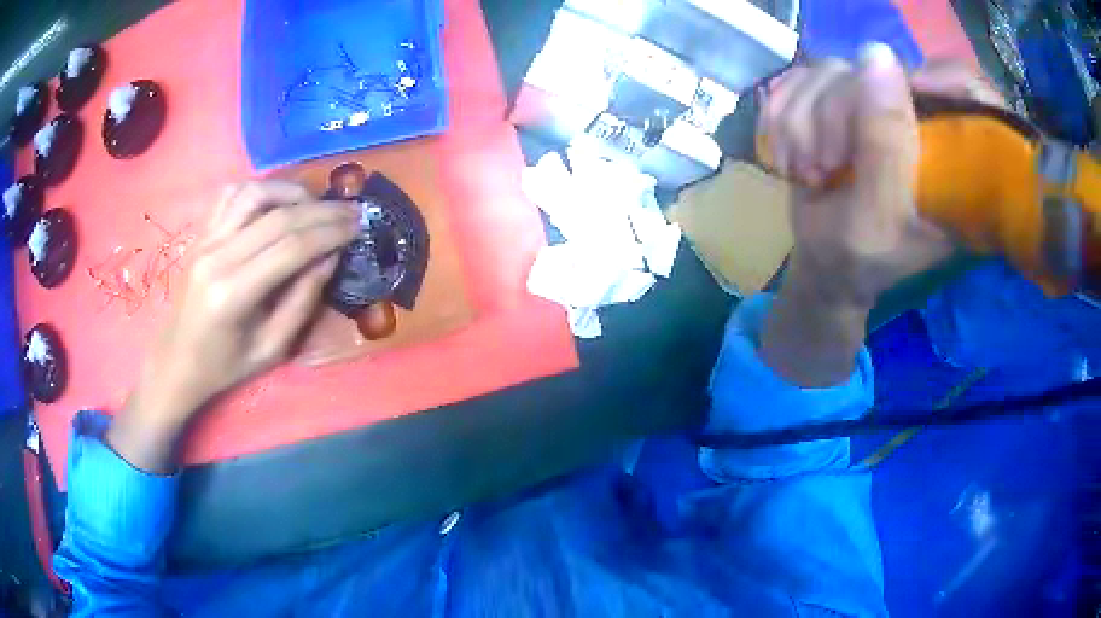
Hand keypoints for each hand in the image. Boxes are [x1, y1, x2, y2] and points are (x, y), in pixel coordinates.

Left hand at [109, 181, 359, 471]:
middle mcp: (217, 256)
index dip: (330, 232)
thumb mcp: (272, 349)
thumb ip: (302, 302)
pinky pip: (231, 194)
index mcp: (233, 293)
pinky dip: (260, 188)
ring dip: (292, 191)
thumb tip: (330, 257)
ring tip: (315, 204)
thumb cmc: (224, 366)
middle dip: (322, 210)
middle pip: (278, 215)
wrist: (176, 362)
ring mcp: (205, 239)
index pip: (291, 247)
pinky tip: (278, 200)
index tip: (359, 225)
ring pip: (254, 192)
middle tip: (352, 211)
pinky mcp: (201, 233)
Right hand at [759, 46, 994, 385]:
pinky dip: (783, 116)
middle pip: (867, 71)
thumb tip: (878, 55)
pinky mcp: (836, 101)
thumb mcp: (878, 215)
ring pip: (826, 71)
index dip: (905, 82)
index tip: (867, 117)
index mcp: (949, 153)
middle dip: (829, 118)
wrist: (824, 267)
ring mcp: (872, 105)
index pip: (946, 81)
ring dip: (800, 122)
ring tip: (808, 169)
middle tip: (824, 167)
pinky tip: (792, 153)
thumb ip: (885, 143)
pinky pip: (799, 79)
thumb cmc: (858, 258)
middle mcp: (914, 118)